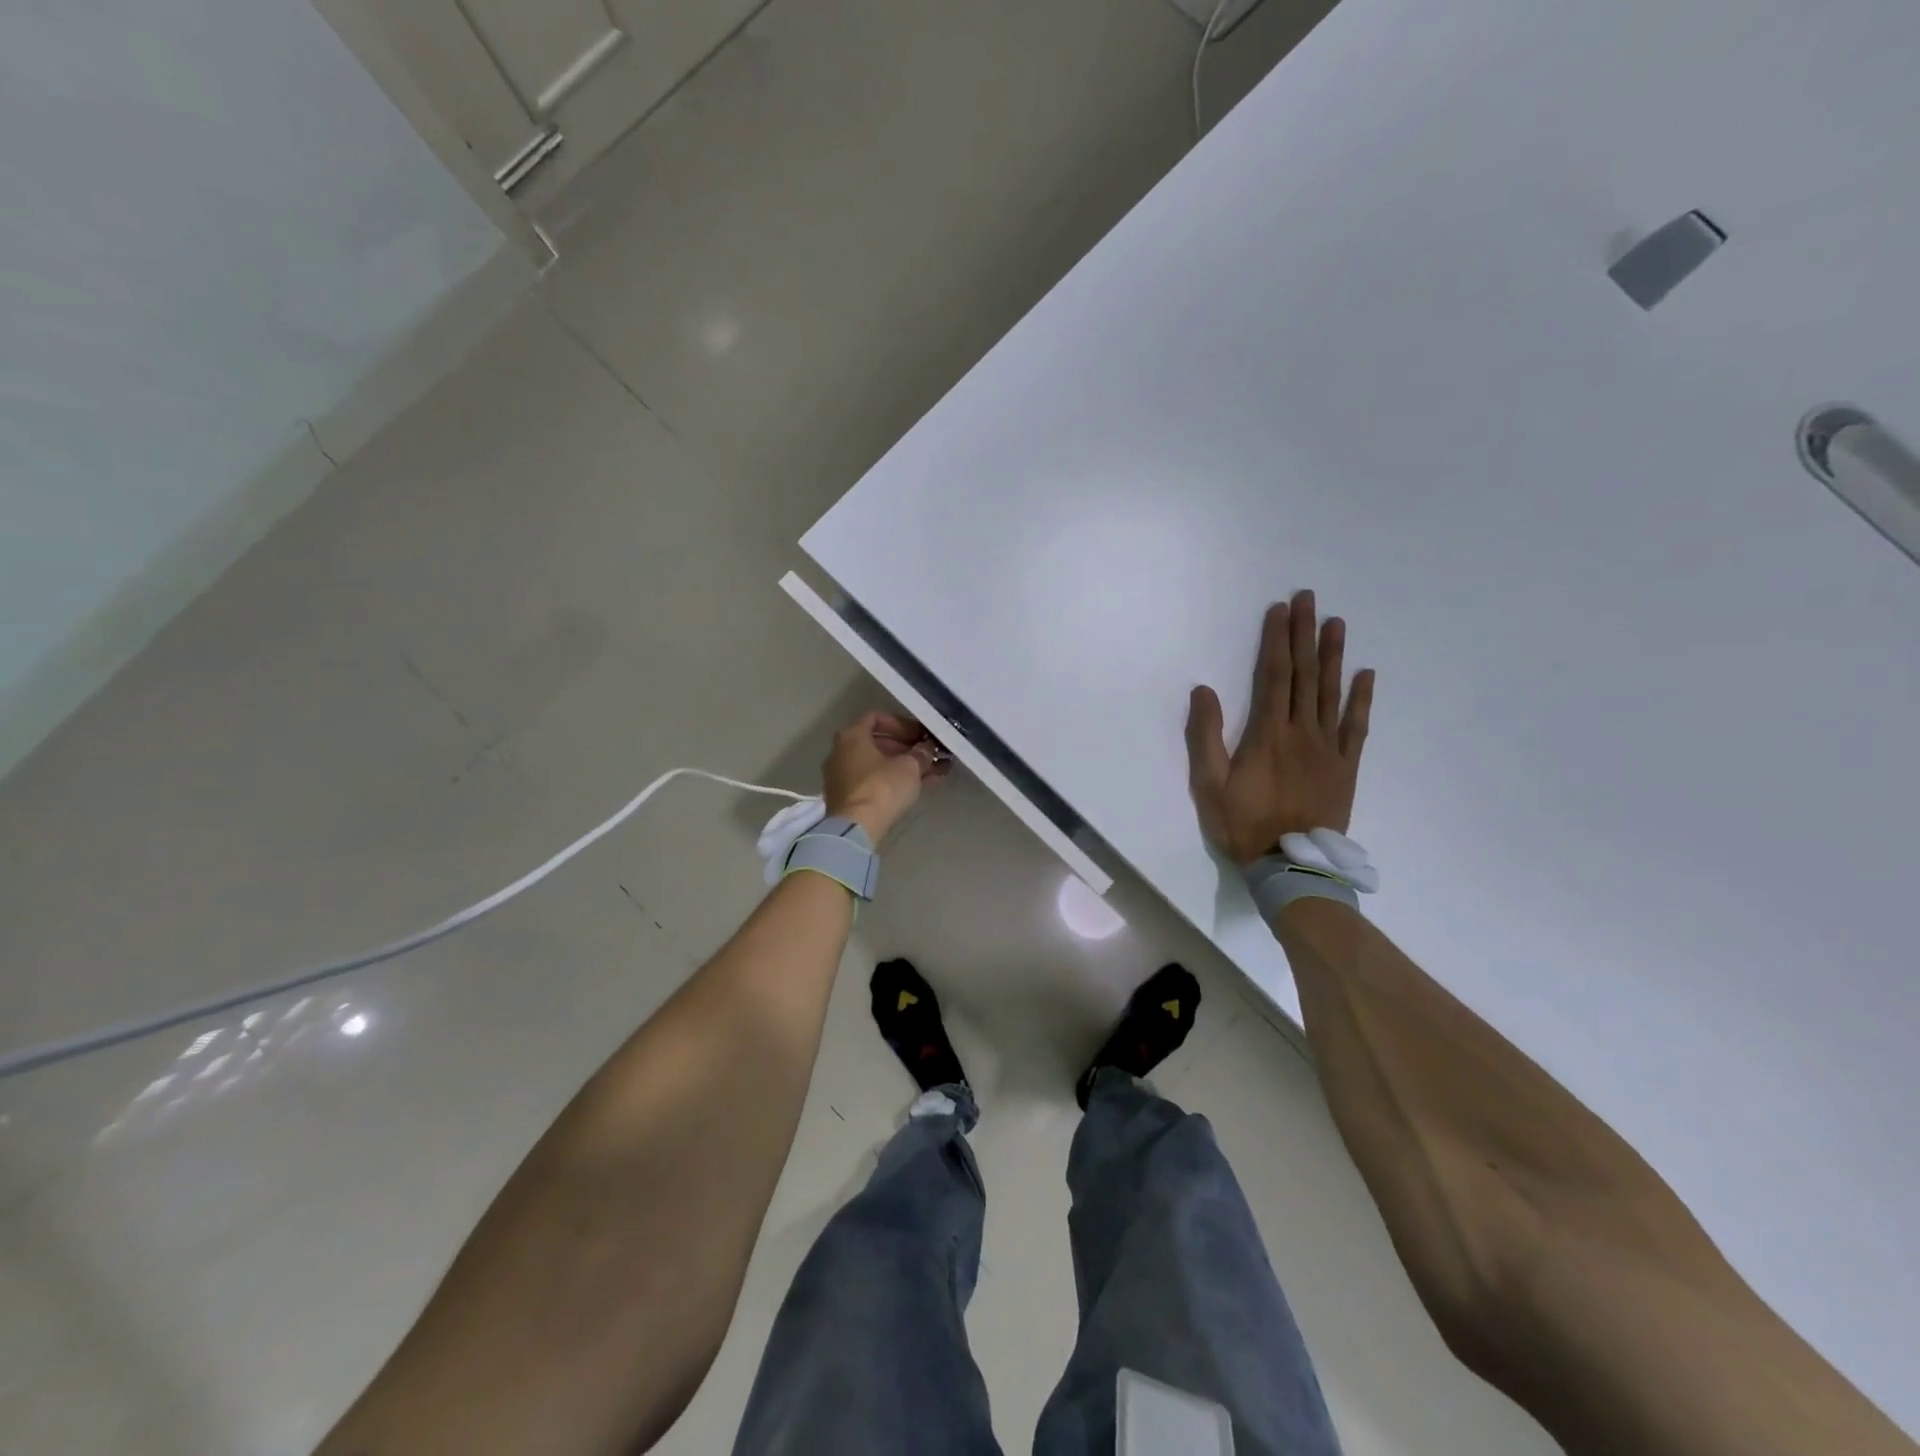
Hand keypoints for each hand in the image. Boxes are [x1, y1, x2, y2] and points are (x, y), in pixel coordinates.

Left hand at [823, 712, 944, 842]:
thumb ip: (921, 753)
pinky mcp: (847, 798)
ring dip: (904, 766)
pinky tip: (920, 787)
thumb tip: (927, 748)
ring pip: (878, 765)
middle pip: (878, 743)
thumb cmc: (882, 787)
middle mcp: (840, 752)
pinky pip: (874, 782)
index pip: (877, 718)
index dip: (902, 723)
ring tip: (934, 771)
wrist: (856, 828)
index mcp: (851, 736)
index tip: (921, 734)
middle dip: (907, 747)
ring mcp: (841, 777)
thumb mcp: (910, 766)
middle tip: (930, 753)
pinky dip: (894, 781)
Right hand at [1185, 591, 1374, 867]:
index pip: (1273, 676)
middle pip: (1304, 675)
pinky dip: (1361, 699)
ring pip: (1331, 693)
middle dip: (1304, 634)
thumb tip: (1203, 690)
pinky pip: (1357, 727)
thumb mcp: (1208, 784)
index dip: (1276, 640)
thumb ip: (1206, 736)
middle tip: (1309, 599)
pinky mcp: (1346, 767)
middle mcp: (1302, 732)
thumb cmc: (1243, 824)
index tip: (1280, 610)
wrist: (1289, 865)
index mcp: (1267, 734)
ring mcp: (1328, 748)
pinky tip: (1366, 675)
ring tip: (1337, 623)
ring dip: (1333, 656)